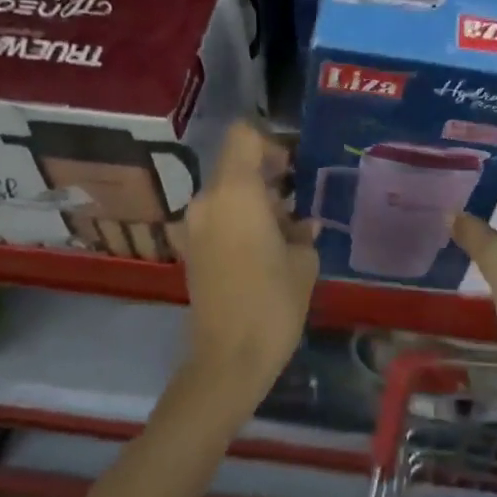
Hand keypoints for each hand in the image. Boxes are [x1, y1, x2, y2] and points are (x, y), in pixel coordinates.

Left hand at [176, 122, 319, 411]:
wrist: (228, 361)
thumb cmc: (273, 302)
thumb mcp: (304, 260)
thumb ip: (302, 230)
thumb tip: (301, 224)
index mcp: (235, 192)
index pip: (243, 136)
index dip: (270, 143)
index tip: (292, 168)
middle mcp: (207, 201)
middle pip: (235, 163)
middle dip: (267, 174)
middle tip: (297, 200)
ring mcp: (194, 226)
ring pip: (227, 191)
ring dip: (254, 199)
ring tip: (286, 229)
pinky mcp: (192, 249)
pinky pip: (218, 216)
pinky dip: (240, 219)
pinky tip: (266, 247)